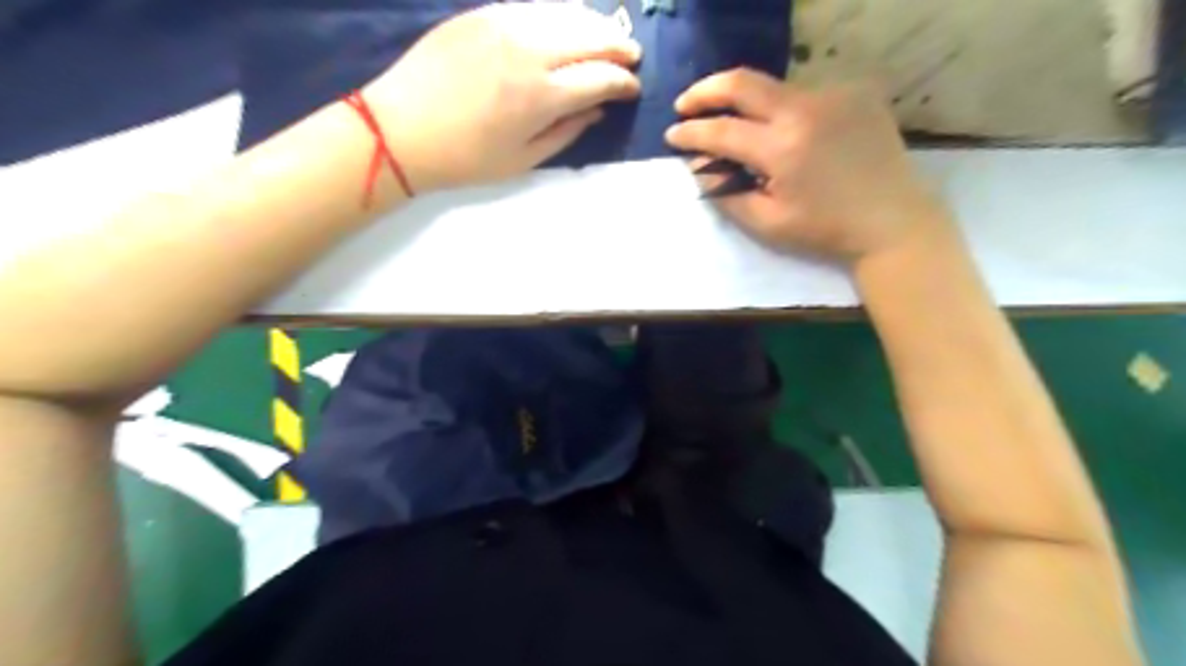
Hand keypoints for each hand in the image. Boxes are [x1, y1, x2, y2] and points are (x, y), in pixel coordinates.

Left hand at [363, 3, 639, 191]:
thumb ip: (567, 133)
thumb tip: (597, 110)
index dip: (623, 83)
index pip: (600, 78)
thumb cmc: (465, 158)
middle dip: (618, 46)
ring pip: (566, 12)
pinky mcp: (482, 13)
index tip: (633, 89)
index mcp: (541, 96)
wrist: (400, 130)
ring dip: (594, 24)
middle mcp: (529, 50)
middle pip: (591, 36)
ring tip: (606, 38)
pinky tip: (567, 25)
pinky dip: (561, 14)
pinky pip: (535, 6)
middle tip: (631, 57)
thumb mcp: (523, 160)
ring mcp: (504, 23)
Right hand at [666, 67, 950, 263]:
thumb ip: (725, 194)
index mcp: (781, 148)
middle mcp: (805, 110)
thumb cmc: (824, 230)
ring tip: (735, 124)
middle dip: (705, 91)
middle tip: (685, 104)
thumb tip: (699, 168)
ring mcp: (834, 95)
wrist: (891, 222)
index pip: (721, 130)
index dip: (690, 132)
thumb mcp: (767, 223)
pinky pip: (805, 94)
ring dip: (747, 103)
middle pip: (742, 82)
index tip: (671, 135)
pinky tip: (785, 131)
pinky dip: (783, 110)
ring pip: (774, 87)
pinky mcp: (855, 93)